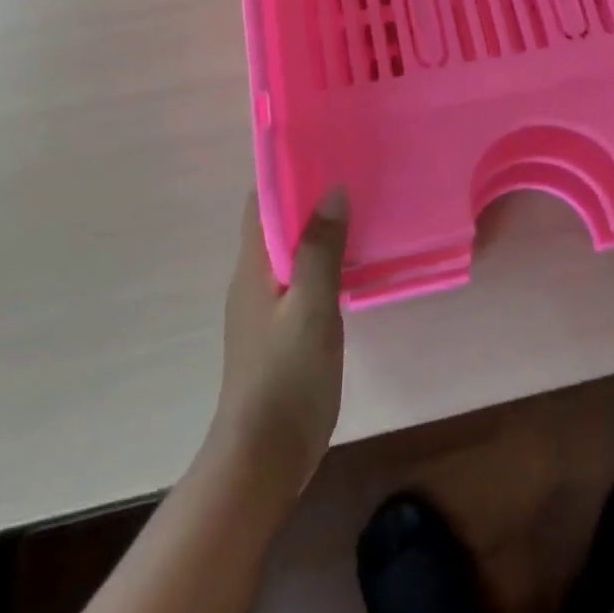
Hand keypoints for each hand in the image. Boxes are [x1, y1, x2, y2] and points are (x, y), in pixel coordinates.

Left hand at [210, 189, 348, 498]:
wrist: (263, 459)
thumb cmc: (286, 377)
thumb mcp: (310, 307)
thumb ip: (320, 249)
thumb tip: (332, 190)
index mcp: (252, 268)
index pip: (260, 204)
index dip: (286, 176)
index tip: (324, 153)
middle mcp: (253, 281)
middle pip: (276, 225)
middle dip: (308, 199)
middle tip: (354, 176)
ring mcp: (266, 309)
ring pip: (292, 254)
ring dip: (319, 231)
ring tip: (361, 209)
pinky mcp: (282, 332)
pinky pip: (302, 281)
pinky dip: (324, 263)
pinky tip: (354, 263)